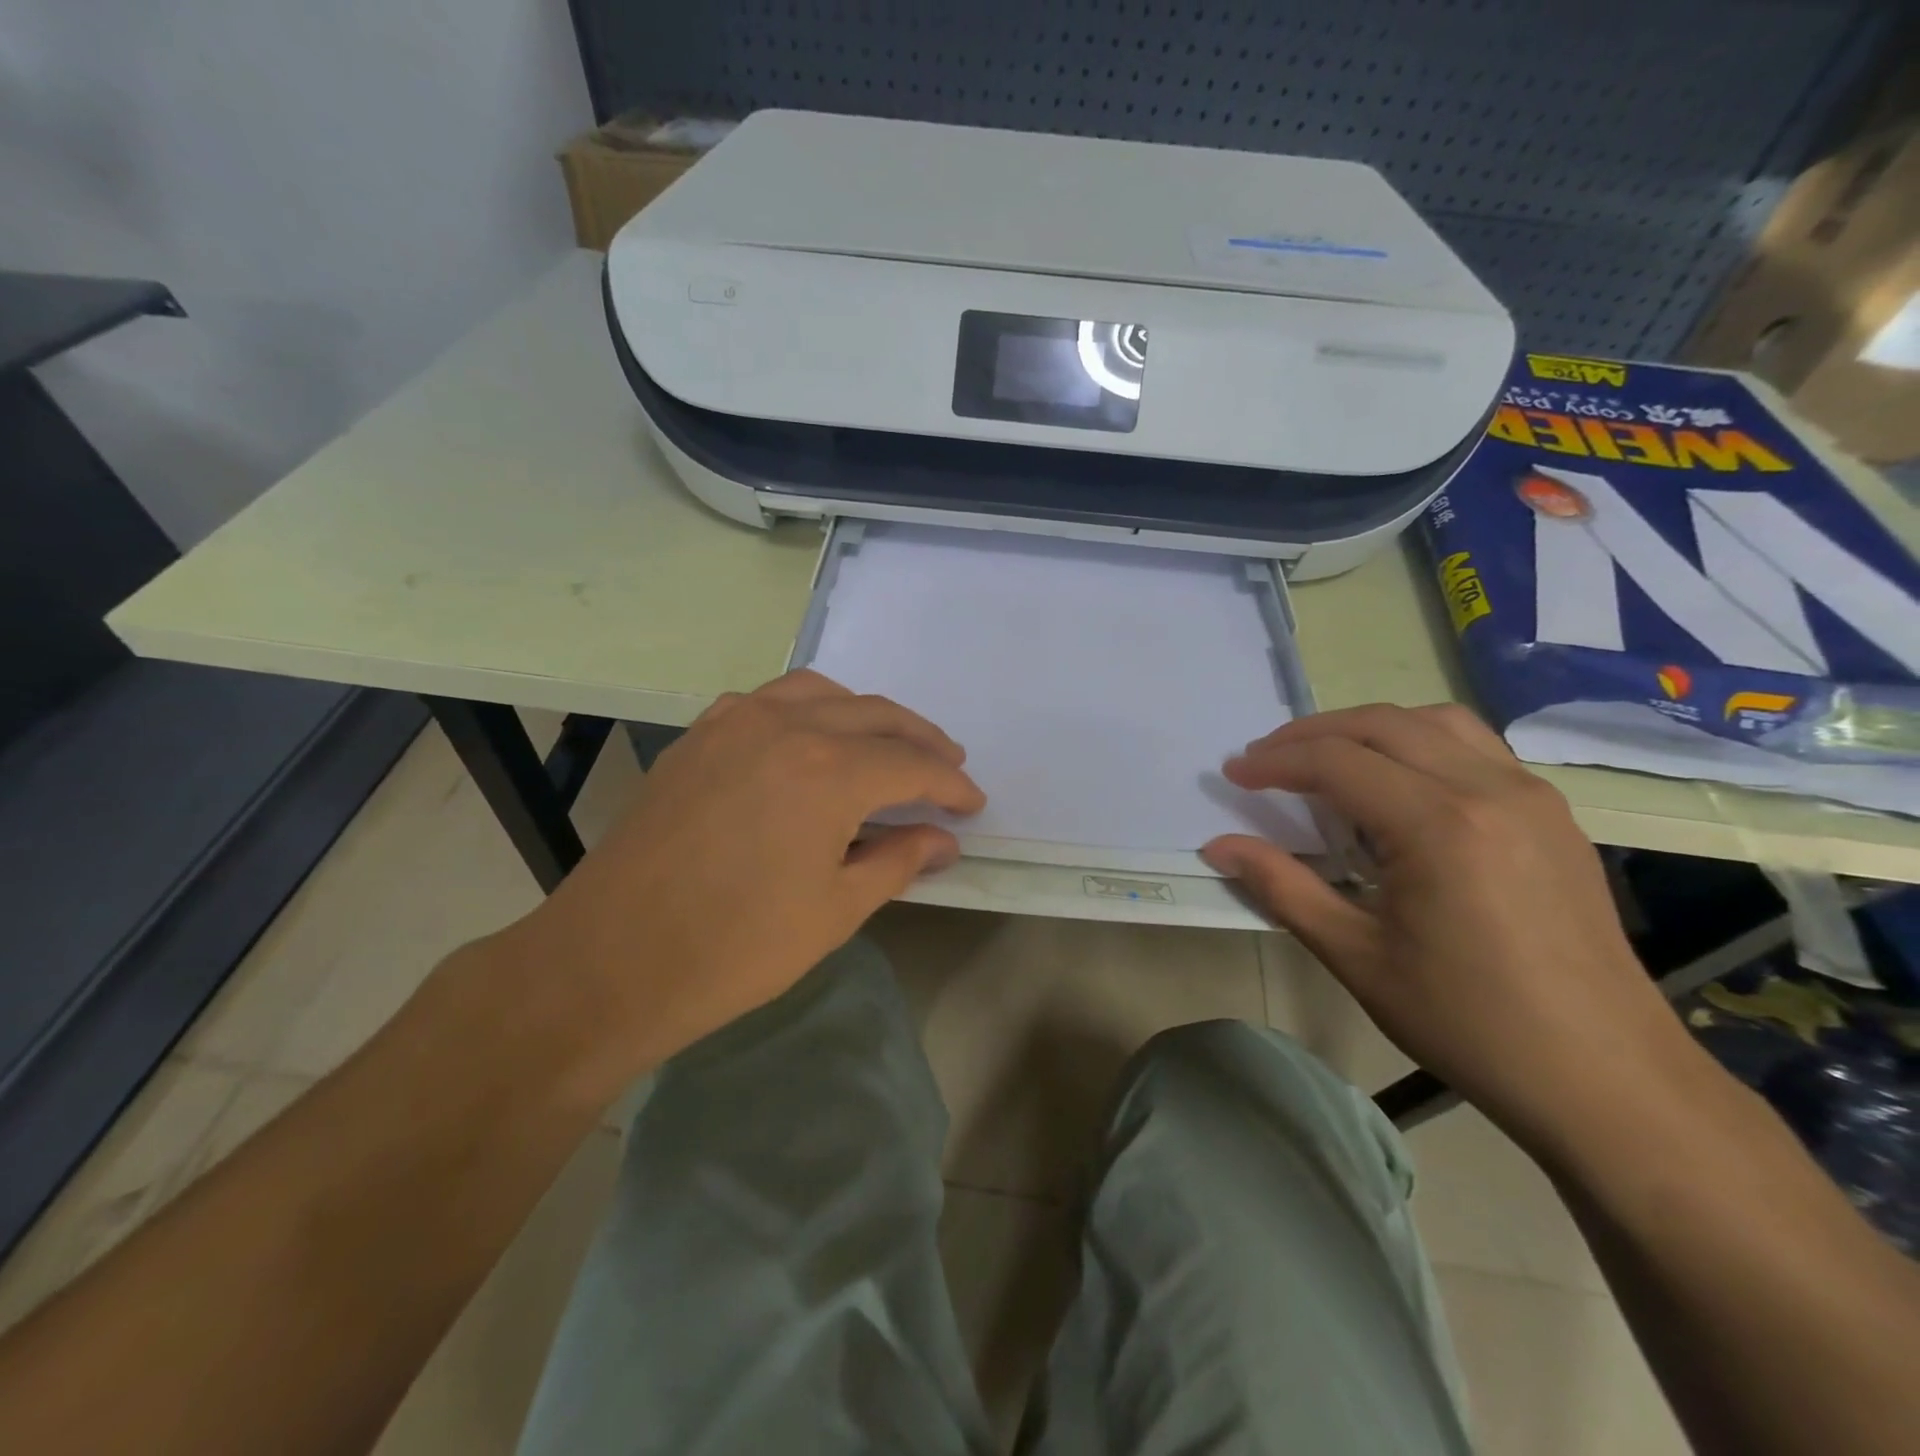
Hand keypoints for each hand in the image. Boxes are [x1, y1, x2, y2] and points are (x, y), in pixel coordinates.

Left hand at [475, 672, 982, 1096]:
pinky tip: (813, 739)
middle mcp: (784, 727)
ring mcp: (733, 724)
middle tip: (949, 765)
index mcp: (827, 770)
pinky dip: (808, 709)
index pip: (911, 764)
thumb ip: (897, 860)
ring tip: (889, 744)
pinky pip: (769, 701)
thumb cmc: (735, 948)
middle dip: (921, 740)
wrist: (610, 961)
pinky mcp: (698, 736)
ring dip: (866, 714)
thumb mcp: (835, 910)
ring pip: (821, 693)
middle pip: (874, 715)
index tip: (972, 803)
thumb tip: (943, 839)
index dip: (949, 784)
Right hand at [1201, 703, 1697, 1150]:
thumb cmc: (1468, 1022)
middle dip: (1312, 733)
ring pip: (1434, 722)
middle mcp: (1489, 790)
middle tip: (1265, 759)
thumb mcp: (1356, 957)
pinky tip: (1397, 785)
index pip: (1337, 762)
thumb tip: (1219, 846)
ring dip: (1368, 729)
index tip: (1233, 773)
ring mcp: (1531, 797)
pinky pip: (1475, 748)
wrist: (1607, 1078)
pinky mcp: (1553, 815)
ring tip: (1326, 759)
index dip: (1275, 762)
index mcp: (1438, 825)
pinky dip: (1419, 744)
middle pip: (1382, 725)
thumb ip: (1282, 887)